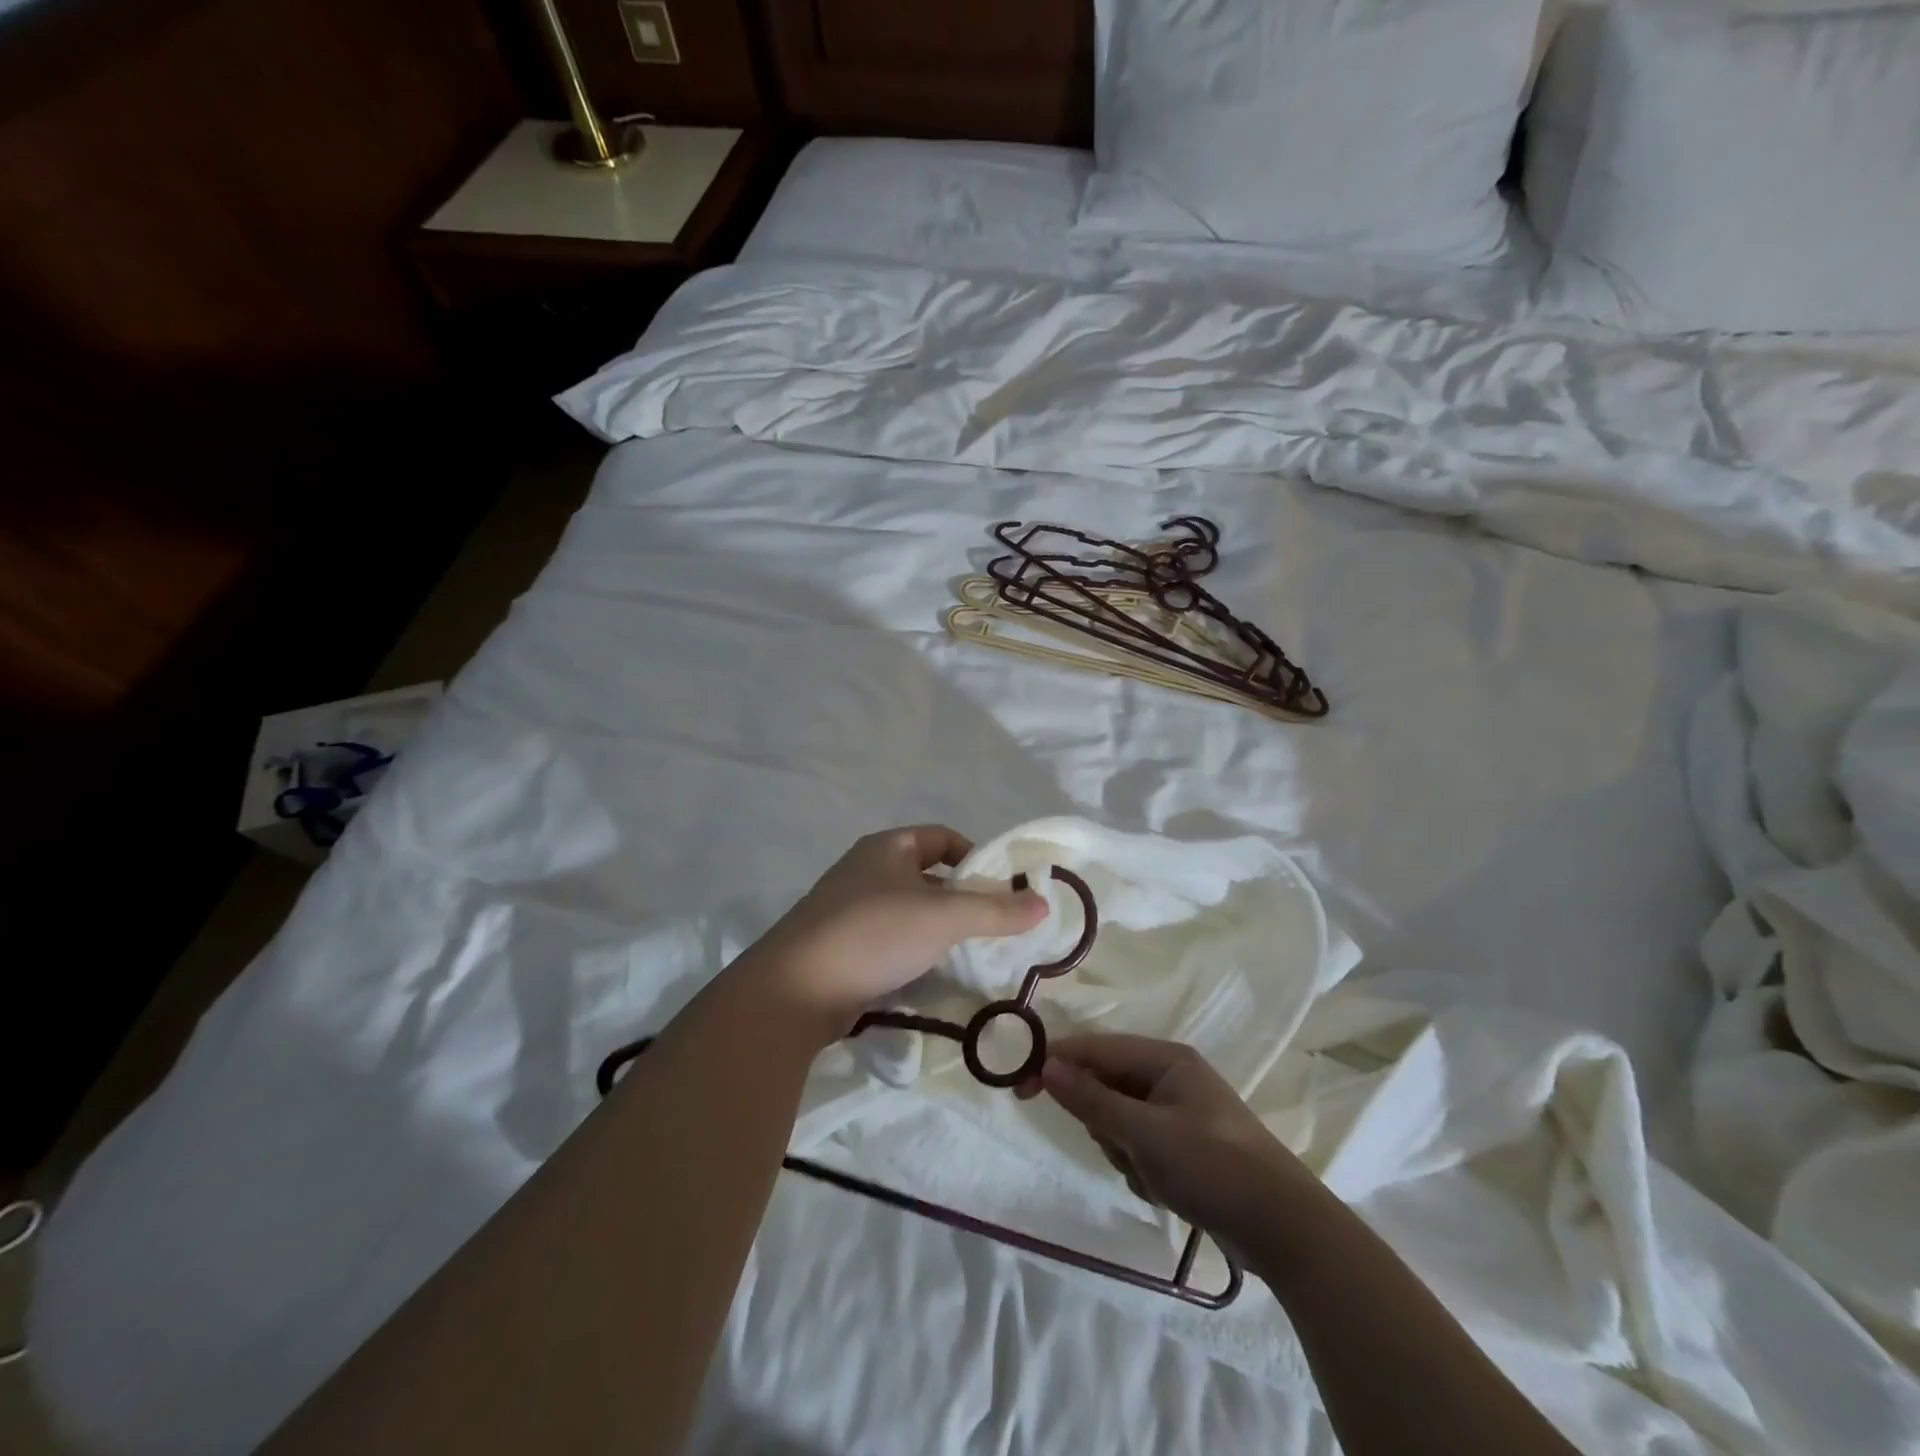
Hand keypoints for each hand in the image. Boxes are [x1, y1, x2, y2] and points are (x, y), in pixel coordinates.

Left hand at [744, 825, 1047, 1040]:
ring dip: (938, 930)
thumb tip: (1043, 904)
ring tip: (970, 955)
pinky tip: (931, 977)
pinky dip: (914, 953)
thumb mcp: (944, 918)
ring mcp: (849, 910)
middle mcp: (866, 870)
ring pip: (909, 912)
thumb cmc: (874, 934)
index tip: (1001, 888)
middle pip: (927, 876)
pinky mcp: (841, 948)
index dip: (976, 857)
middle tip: (994, 927)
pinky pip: (890, 942)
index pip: (942, 838)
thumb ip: (996, 911)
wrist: (794, 990)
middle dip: (961, 899)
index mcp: (887, 848)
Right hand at [1021, 1034, 1314, 1256]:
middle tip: (1122, 1149)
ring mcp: (1179, 1112)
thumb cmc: (1212, 1166)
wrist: (1284, 1230)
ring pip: (1119, 1121)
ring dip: (1123, 1150)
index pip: (1095, 1049)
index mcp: (1165, 1059)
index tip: (1019, 1087)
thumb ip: (1092, 1100)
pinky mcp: (1185, 1146)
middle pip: (1106, 1086)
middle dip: (1104, 1122)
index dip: (1056, 1063)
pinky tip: (1166, 1189)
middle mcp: (1170, 1078)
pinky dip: (1141, 1168)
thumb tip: (1046, 1065)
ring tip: (1152, 1174)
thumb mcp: (1144, 1133)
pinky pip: (1139, 1146)